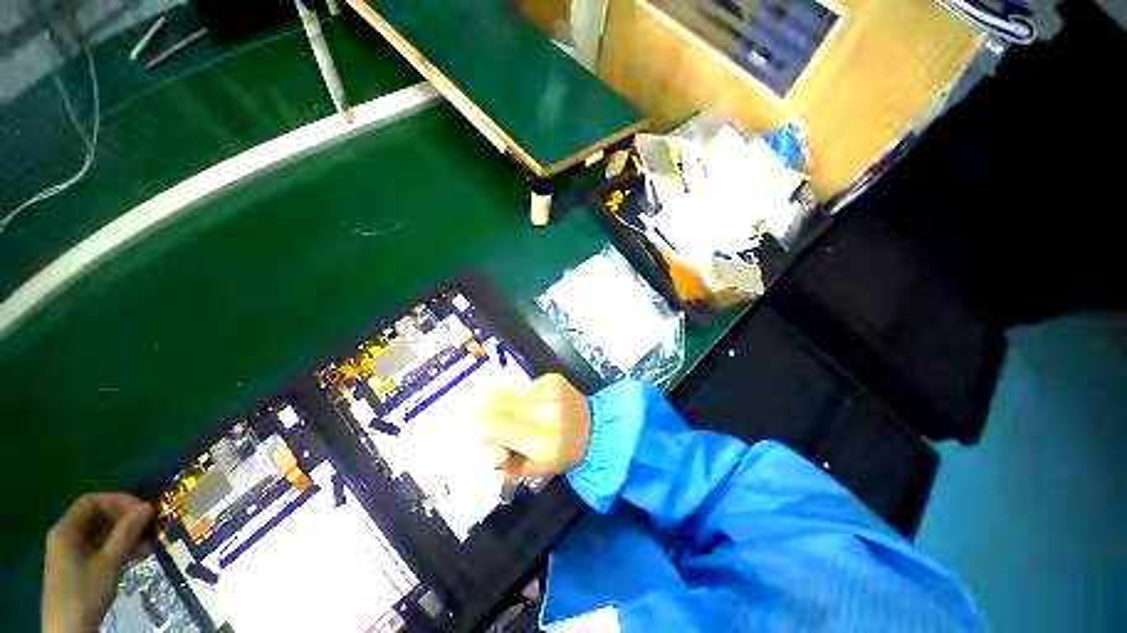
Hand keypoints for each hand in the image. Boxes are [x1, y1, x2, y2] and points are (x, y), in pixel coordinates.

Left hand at [42, 493, 153, 632]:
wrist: (69, 630)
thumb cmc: (86, 591)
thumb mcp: (108, 563)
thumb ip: (127, 533)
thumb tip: (149, 506)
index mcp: (67, 529)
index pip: (93, 501)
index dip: (119, 501)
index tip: (143, 510)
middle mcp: (66, 535)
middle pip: (97, 517)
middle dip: (125, 520)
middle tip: (150, 528)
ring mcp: (71, 552)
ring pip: (101, 533)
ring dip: (125, 535)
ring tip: (147, 545)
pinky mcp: (79, 565)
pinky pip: (100, 547)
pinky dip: (118, 548)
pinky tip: (135, 557)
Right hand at [475, 373, 591, 482]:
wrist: (596, 428)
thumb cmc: (565, 454)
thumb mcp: (534, 468)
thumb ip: (504, 458)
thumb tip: (481, 439)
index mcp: (541, 438)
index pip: (495, 423)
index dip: (473, 422)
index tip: (458, 425)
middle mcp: (545, 409)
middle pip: (497, 402)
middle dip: (484, 413)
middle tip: (486, 425)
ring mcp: (550, 390)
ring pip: (508, 393)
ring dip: (504, 406)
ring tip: (518, 418)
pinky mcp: (553, 378)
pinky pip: (524, 387)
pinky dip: (521, 398)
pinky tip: (536, 407)